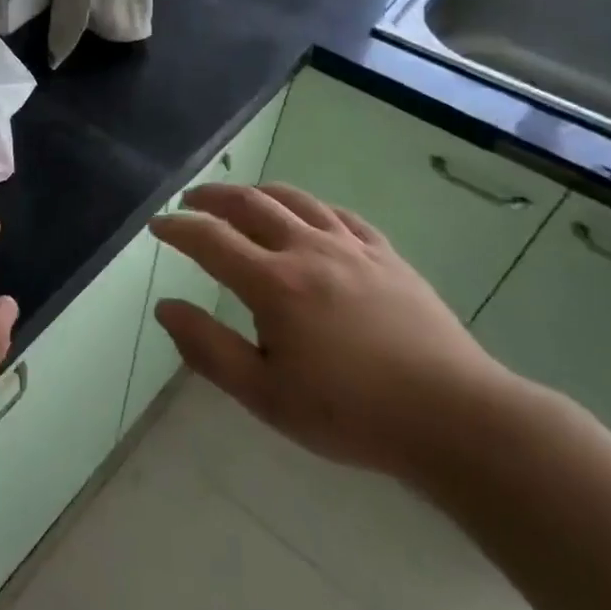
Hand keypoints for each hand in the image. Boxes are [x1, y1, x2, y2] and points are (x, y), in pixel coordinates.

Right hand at [149, 182, 513, 480]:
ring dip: (259, 192)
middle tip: (191, 200)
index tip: (157, 225)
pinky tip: (309, 216)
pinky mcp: (388, 257)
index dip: (178, 228)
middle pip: (251, 204)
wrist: (453, 417)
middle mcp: (308, 251)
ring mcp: (353, 249)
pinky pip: (342, 216)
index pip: (211, 239)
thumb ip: (208, 348)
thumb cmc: (349, 413)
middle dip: (213, 197)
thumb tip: (165, 307)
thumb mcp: (264, 395)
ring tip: (241, 198)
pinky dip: (312, 207)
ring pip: (297, 200)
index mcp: (274, 283)